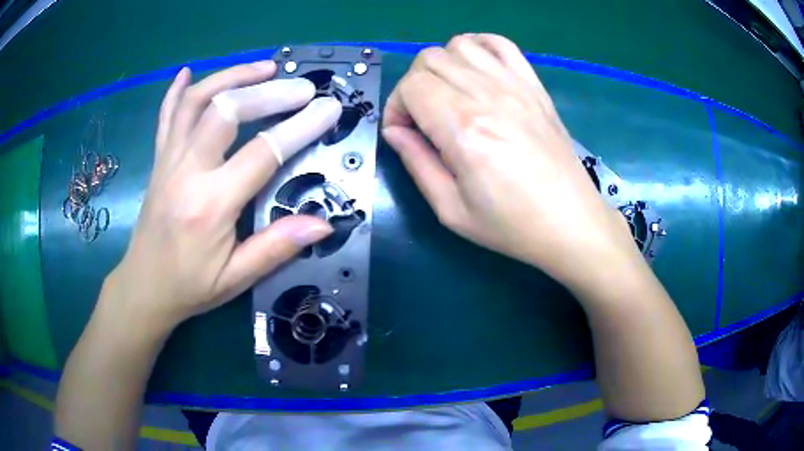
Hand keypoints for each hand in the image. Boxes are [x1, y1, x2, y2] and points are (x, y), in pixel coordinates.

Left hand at [106, 61, 341, 330]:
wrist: (144, 287)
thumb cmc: (190, 286)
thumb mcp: (236, 278)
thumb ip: (276, 247)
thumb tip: (323, 223)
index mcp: (211, 205)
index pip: (263, 152)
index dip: (301, 126)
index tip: (328, 108)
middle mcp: (186, 172)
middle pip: (226, 110)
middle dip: (268, 91)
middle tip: (302, 87)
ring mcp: (168, 160)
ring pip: (195, 101)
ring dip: (231, 77)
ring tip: (264, 67)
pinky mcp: (159, 160)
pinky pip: (166, 116)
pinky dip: (177, 90)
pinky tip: (189, 72)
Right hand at [382, 34, 637, 289]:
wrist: (571, 222)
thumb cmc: (511, 224)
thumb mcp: (451, 209)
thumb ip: (416, 163)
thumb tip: (394, 131)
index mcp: (464, 127)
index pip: (411, 87)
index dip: (396, 107)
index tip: (404, 134)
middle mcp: (487, 95)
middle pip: (430, 59)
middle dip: (413, 85)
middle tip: (423, 119)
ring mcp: (515, 85)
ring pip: (460, 45)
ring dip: (442, 65)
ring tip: (448, 95)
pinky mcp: (534, 85)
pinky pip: (500, 44)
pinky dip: (479, 47)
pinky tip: (476, 71)